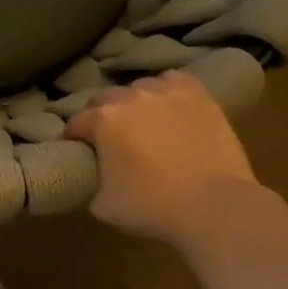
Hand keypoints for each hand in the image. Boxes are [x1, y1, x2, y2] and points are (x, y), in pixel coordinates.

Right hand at [65, 72, 263, 246]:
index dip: (73, 138)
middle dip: (100, 116)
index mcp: (102, 121)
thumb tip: (94, 176)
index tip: (77, 150)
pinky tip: (168, 106)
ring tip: (141, 121)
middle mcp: (130, 97)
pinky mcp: (198, 96)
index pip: (75, 123)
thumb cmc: (152, 207)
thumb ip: (91, 181)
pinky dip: (165, 90)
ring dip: (133, 102)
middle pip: (104, 98)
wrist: (214, 206)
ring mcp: (166, 93)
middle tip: (108, 138)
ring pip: (139, 87)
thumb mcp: (102, 204)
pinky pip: (172, 81)